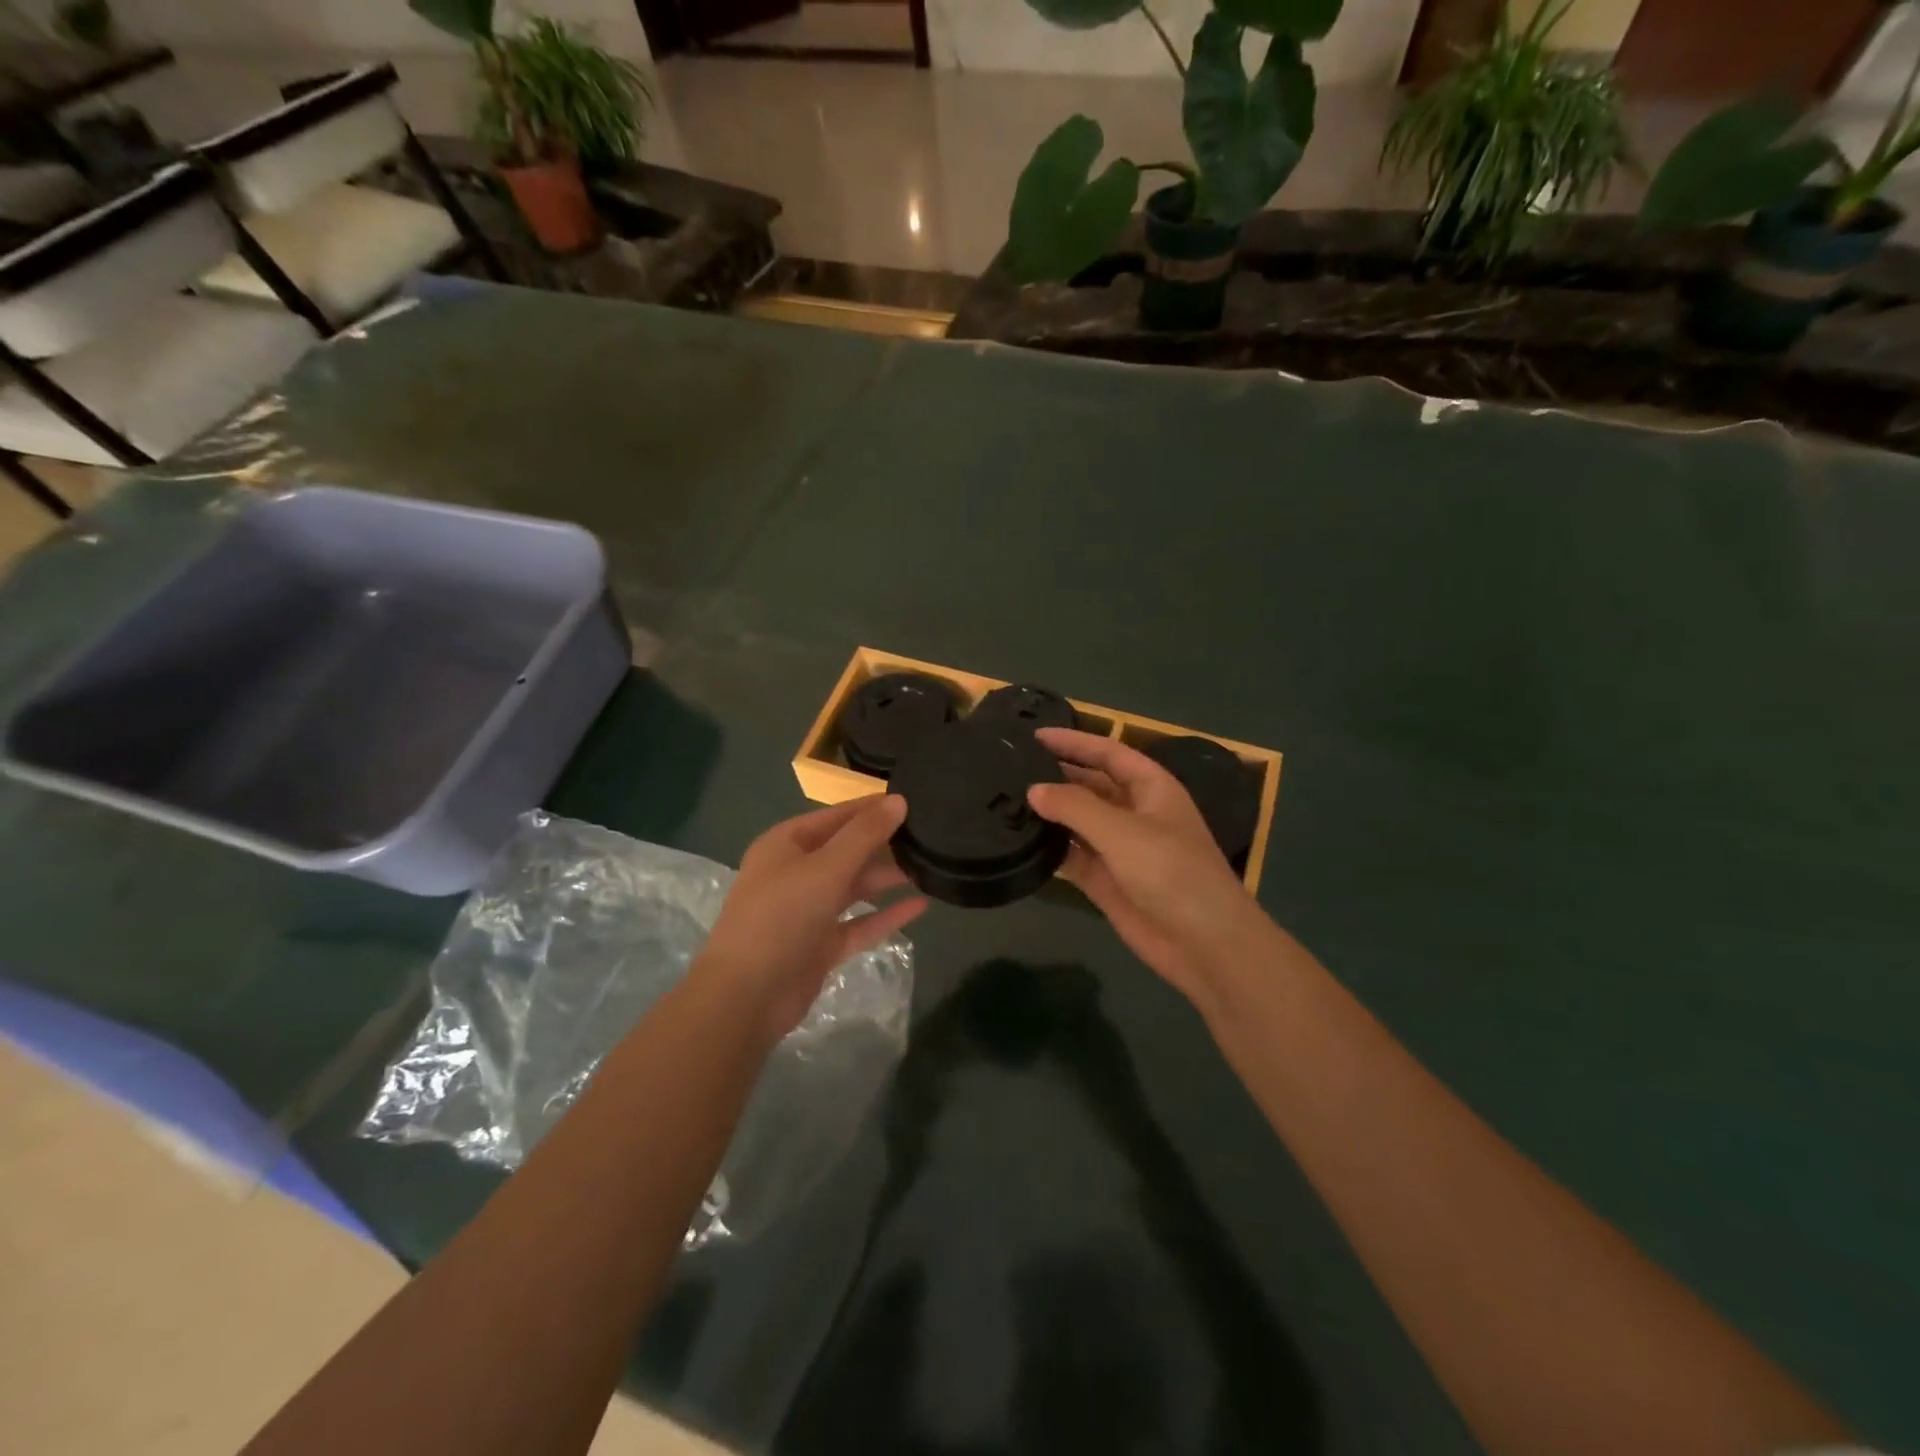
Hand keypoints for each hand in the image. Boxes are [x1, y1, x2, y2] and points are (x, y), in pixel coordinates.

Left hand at [695, 795, 927, 1044]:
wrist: (746, 996)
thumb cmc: (781, 917)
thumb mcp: (825, 868)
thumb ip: (864, 835)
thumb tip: (898, 800)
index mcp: (786, 845)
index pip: (836, 816)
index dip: (871, 808)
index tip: (913, 800)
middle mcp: (795, 873)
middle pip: (846, 850)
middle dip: (883, 844)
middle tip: (929, 834)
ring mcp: (807, 911)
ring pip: (853, 887)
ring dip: (886, 878)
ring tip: (930, 866)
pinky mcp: (820, 945)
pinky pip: (859, 923)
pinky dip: (885, 915)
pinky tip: (920, 906)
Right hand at [1028, 728, 1266, 1009]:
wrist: (1202, 943)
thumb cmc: (1172, 873)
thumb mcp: (1122, 831)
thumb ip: (1075, 807)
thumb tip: (1034, 790)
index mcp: (1151, 788)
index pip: (1108, 752)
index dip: (1074, 741)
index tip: (1034, 735)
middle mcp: (1134, 812)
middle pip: (1090, 785)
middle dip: (1056, 775)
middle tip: (1010, 768)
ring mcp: (1119, 848)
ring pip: (1077, 821)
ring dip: (1049, 813)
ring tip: (1004, 800)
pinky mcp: (1105, 880)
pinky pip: (1072, 856)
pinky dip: (1050, 848)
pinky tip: (1019, 840)